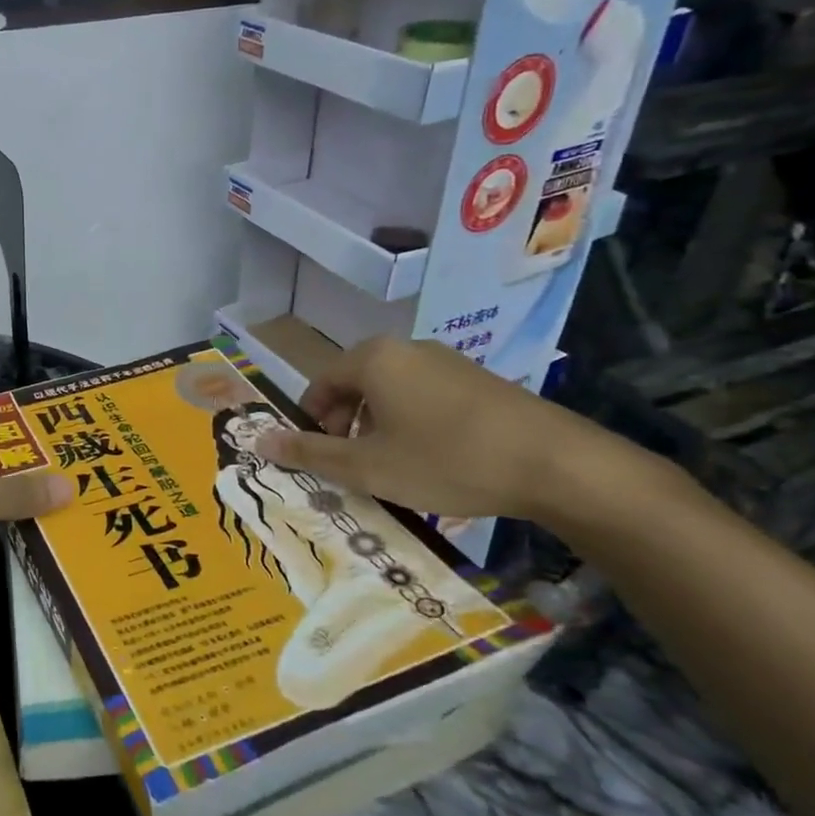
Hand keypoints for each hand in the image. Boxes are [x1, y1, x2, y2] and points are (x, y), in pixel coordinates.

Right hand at [253, 336, 628, 521]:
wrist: (555, 464)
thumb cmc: (445, 460)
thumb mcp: (367, 466)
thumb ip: (310, 452)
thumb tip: (259, 440)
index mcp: (373, 359)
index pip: (320, 383)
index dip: (311, 421)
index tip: (319, 457)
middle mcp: (406, 348)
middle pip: (354, 384)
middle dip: (344, 425)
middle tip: (352, 465)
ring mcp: (447, 361)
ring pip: (390, 391)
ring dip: (377, 426)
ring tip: (391, 467)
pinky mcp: (478, 380)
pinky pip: (424, 396)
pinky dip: (411, 423)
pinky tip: (432, 459)